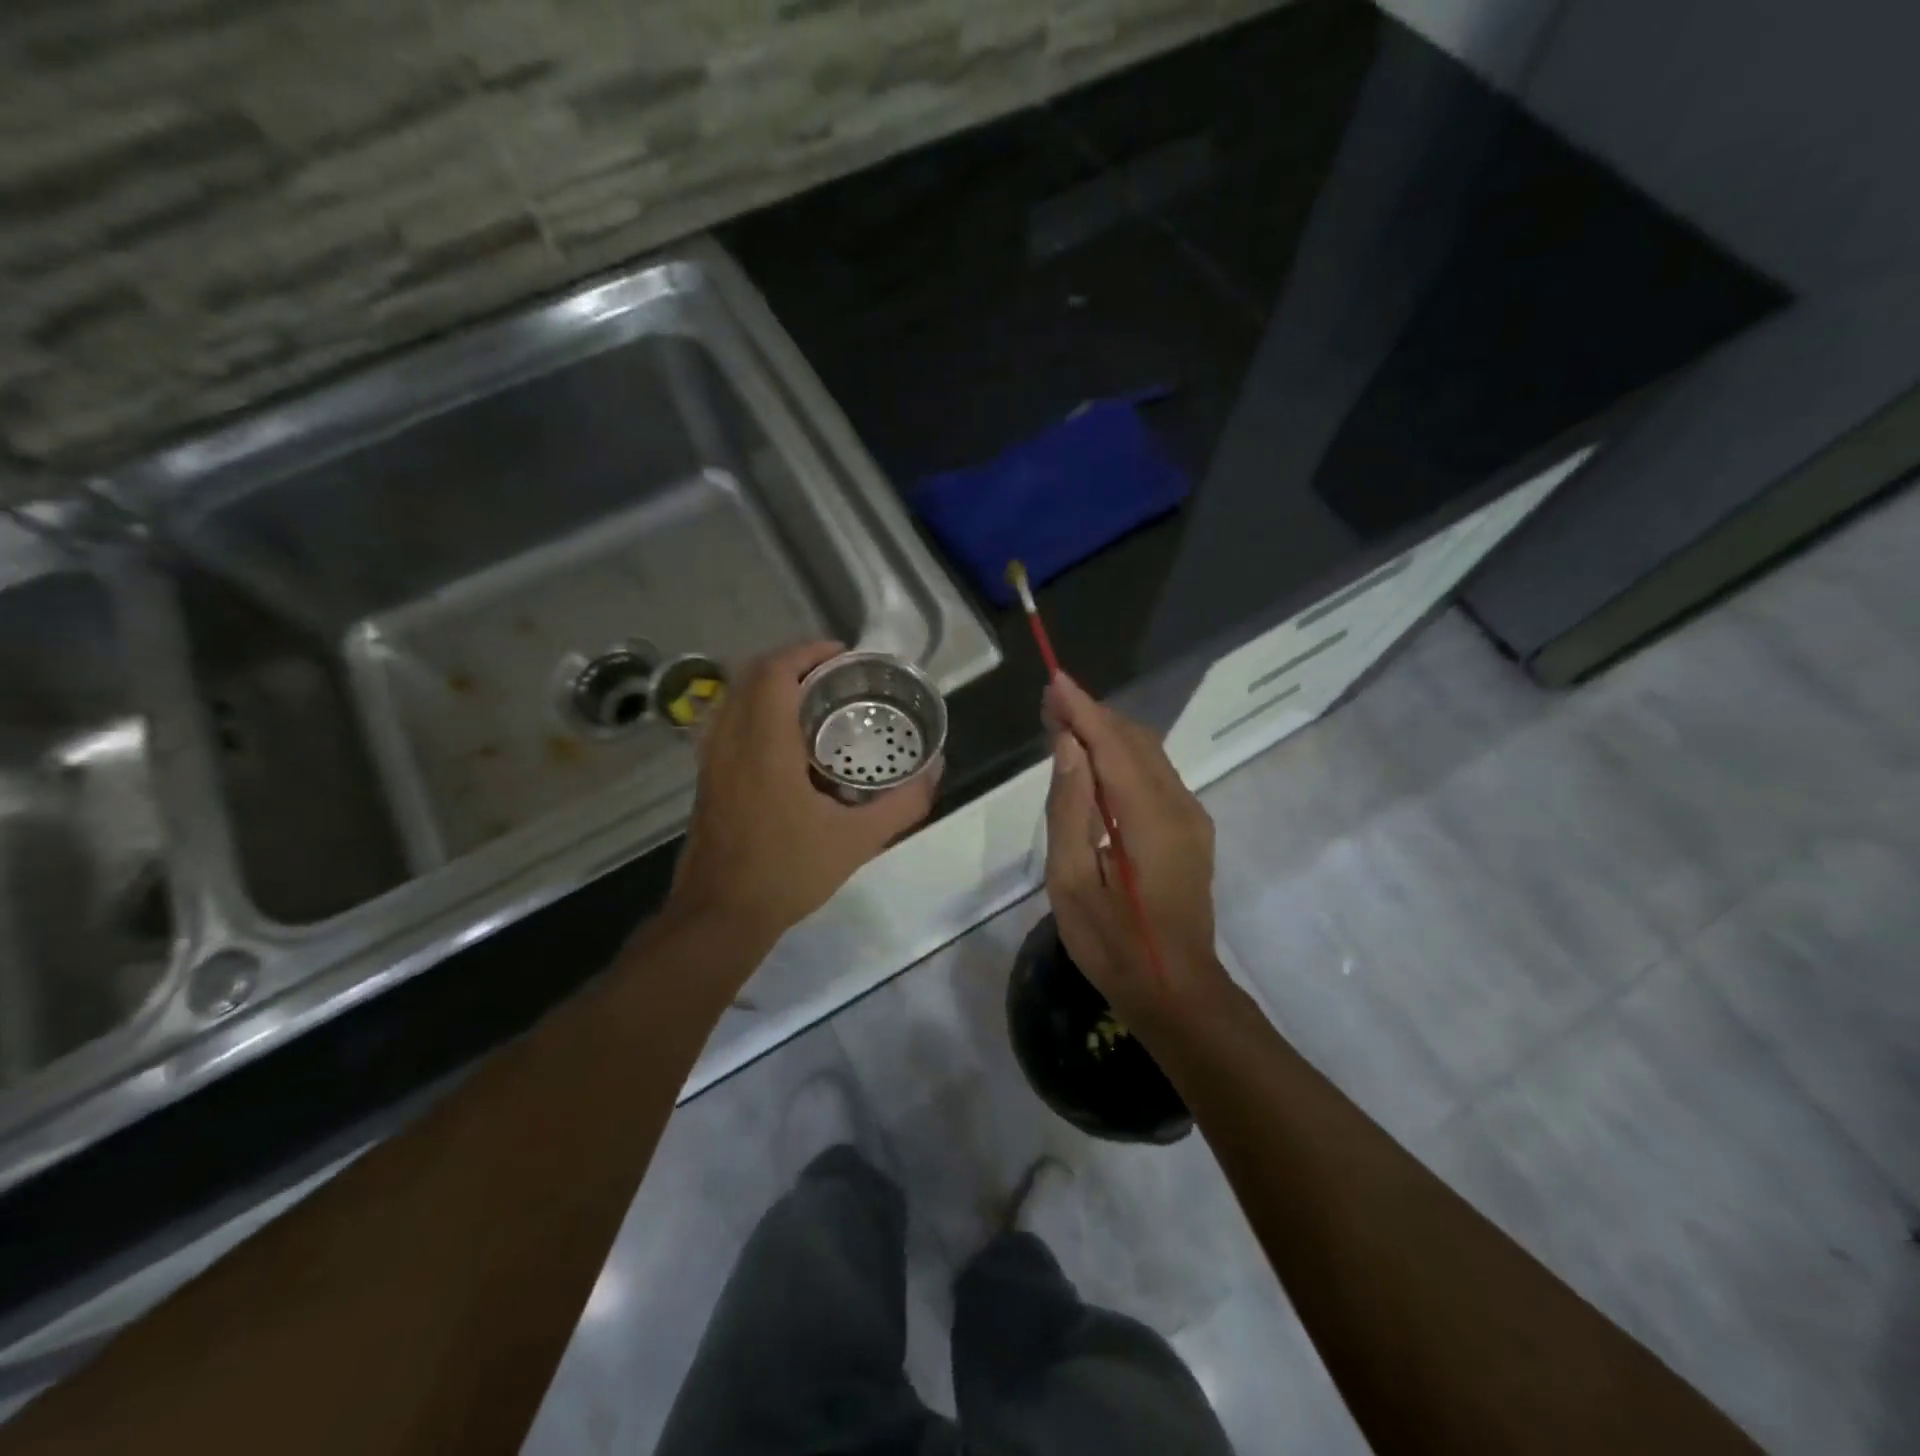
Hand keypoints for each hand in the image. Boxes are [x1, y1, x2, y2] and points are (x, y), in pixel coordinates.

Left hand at [669, 642, 940, 951]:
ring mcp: (712, 761)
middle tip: (835, 677)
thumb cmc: (787, 873)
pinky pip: (728, 724)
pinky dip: (757, 712)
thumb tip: (936, 771)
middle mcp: (730, 742)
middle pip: (751, 676)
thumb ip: (902, 804)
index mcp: (764, 746)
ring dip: (771, 687)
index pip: (773, 672)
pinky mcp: (707, 780)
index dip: (806, 652)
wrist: (720, 916)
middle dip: (793, 664)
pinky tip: (789, 745)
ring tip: (815, 703)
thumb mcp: (857, 841)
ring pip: (734, 698)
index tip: (842, 656)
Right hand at [1042, 674, 1224, 1024]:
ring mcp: (1192, 818)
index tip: (1054, 680)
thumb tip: (1068, 746)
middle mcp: (1180, 806)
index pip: (1113, 745)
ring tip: (1064, 726)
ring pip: (1149, 755)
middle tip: (1050, 705)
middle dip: (1093, 715)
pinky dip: (1123, 758)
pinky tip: (1095, 765)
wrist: (1177, 992)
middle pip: (1135, 740)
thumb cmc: (1114, 945)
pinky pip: (1156, 776)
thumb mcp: (1072, 882)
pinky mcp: (1192, 830)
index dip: (1082, 709)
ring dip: (1108, 734)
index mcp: (1150, 818)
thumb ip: (1070, 809)